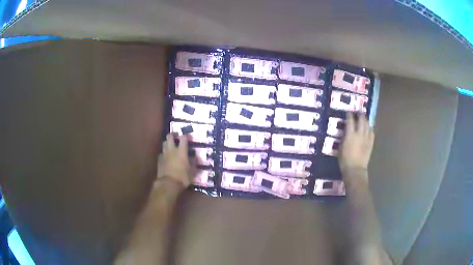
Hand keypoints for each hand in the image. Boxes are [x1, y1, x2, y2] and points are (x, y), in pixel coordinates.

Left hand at [157, 133, 195, 188]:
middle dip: (173, 134)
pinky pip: (161, 153)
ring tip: (171, 145)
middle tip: (176, 136)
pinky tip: (166, 156)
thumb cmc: (183, 177)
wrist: (168, 184)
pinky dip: (164, 153)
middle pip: (170, 137)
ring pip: (164, 143)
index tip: (187, 135)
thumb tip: (194, 157)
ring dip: (167, 143)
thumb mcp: (192, 171)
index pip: (183, 138)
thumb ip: (193, 162)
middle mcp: (172, 150)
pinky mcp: (159, 160)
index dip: (185, 135)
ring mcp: (164, 154)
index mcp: (181, 151)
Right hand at [339, 113, 374, 173]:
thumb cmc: (345, 160)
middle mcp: (359, 134)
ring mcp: (366, 138)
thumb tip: (346, 132)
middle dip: (360, 114)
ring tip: (364, 118)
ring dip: (366, 120)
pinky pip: (372, 133)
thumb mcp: (340, 147)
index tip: (348, 112)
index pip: (350, 121)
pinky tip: (369, 128)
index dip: (349, 115)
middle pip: (361, 120)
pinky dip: (370, 128)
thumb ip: (344, 138)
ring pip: (368, 125)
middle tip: (358, 112)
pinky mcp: (371, 143)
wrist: (355, 170)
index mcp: (350, 135)